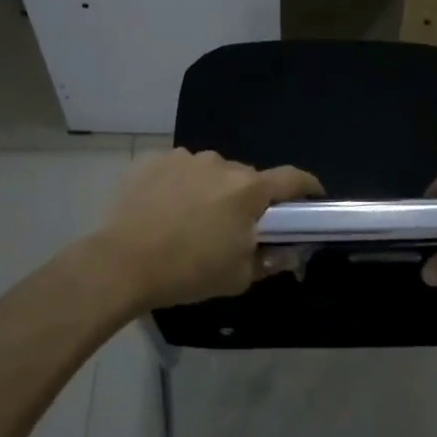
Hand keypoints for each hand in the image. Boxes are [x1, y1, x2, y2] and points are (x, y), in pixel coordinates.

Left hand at [93, 149, 323, 311]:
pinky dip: (181, 186)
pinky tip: (165, 211)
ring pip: (212, 173)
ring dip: (212, 191)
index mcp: (249, 190)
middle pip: (248, 178)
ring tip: (192, 220)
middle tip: (235, 227)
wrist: (122, 263)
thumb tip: (286, 251)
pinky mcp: (154, 161)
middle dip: (248, 199)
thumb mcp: (239, 277)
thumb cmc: (188, 272)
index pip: (293, 178)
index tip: (314, 197)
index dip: (309, 186)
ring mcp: (185, 159)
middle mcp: (221, 164)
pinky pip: (180, 171)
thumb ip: (270, 260)